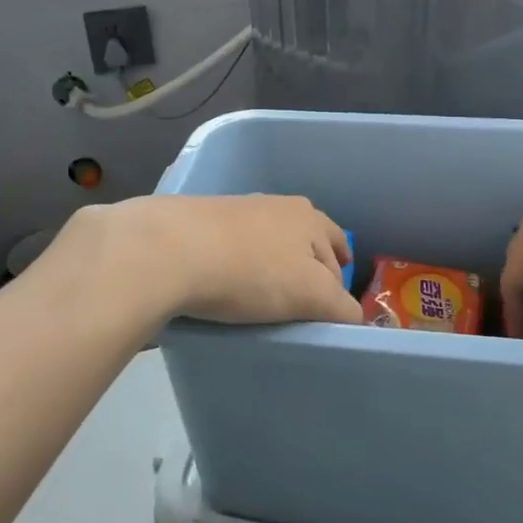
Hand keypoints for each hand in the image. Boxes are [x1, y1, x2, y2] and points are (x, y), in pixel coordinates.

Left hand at [50, 195, 363, 326]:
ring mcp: (237, 209)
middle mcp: (277, 205)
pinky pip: (235, 246)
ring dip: (273, 263)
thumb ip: (340, 307)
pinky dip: (240, 263)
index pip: (338, 252)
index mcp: (309, 217)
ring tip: (266, 294)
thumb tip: (354, 318)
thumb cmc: (250, 272)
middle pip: (306, 241)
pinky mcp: (201, 221)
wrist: (168, 249)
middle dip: (310, 266)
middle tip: (304, 300)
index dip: (340, 283)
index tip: (333, 308)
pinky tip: (228, 282)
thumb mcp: (310, 295)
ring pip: (269, 241)